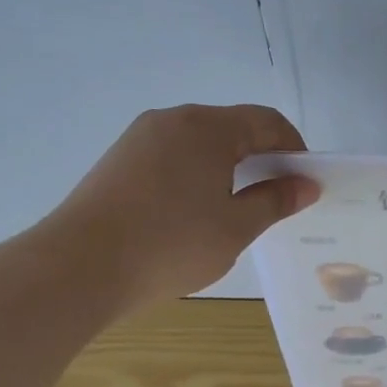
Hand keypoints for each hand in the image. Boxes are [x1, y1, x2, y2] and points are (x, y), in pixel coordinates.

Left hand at [41, 104, 318, 309]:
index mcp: (208, 127)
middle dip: (262, 157)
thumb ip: (275, 201)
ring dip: (228, 166)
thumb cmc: (172, 244)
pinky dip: (197, 174)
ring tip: (236, 209)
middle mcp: (173, 120)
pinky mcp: (119, 160)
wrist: (81, 266)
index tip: (304, 183)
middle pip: (232, 127)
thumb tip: (305, 184)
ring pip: (200, 142)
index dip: (294, 149)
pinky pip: (173, 156)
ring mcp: (140, 138)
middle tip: (275, 199)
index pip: (266, 121)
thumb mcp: (236, 227)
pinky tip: (194, 212)